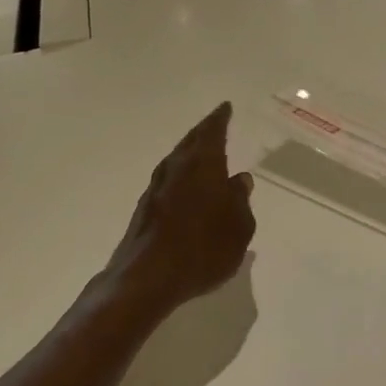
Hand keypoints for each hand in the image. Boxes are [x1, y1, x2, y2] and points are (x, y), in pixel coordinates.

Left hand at [105, 103, 255, 312]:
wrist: (147, 277)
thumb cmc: (203, 249)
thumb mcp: (239, 228)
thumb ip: (241, 201)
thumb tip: (240, 180)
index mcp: (203, 165)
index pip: (213, 132)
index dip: (220, 119)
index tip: (225, 108)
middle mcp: (176, 168)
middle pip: (191, 142)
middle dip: (204, 132)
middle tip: (215, 124)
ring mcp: (156, 188)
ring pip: (176, 161)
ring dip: (190, 155)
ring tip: (203, 155)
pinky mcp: (144, 209)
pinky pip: (168, 182)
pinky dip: (180, 178)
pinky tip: (187, 190)